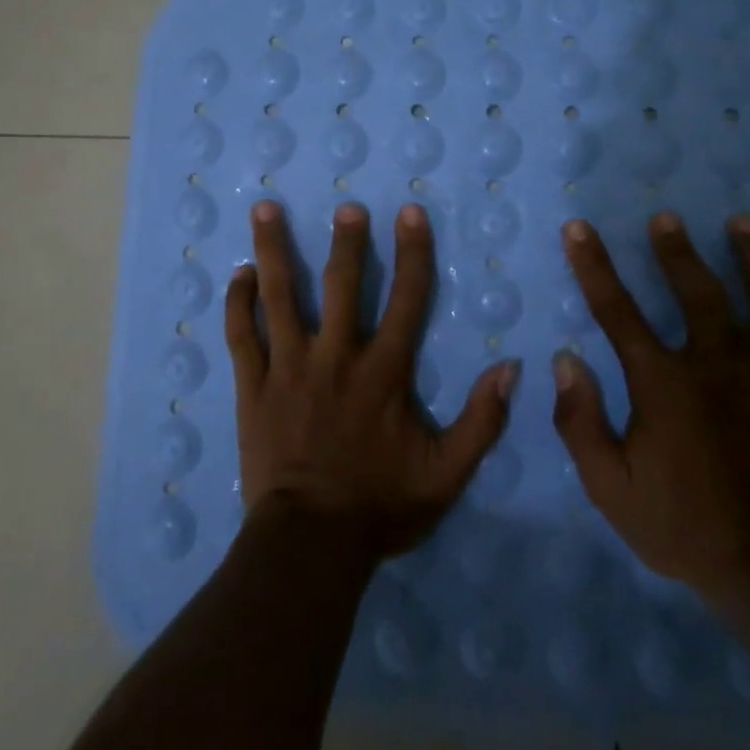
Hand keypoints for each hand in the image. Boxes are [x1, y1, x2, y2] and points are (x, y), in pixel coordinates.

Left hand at [224, 200, 520, 558]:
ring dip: (274, 250)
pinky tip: (238, 274)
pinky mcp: (253, 385)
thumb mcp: (446, 473)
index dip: (413, 252)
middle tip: (346, 206)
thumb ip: (482, 421)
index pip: (407, 298)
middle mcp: (336, 356)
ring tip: (266, 208)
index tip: (410, 212)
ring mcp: (289, 367)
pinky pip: (242, 334)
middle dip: (345, 241)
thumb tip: (511, 368)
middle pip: (341, 284)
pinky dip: (238, 302)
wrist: (310, 544)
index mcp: (383, 371)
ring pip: (280, 296)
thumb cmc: (380, 505)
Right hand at [552, 211, 749, 613]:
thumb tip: (565, 360)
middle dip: (678, 249)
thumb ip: (580, 422)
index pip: (618, 310)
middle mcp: (719, 367)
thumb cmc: (681, 526)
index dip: (594, 265)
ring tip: (745, 222)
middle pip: (699, 291)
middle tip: (667, 217)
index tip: (579, 228)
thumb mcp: (609, 487)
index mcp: (665, 384)